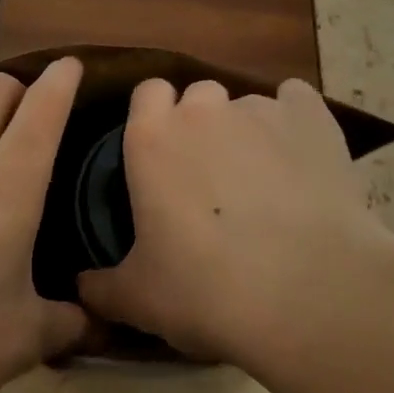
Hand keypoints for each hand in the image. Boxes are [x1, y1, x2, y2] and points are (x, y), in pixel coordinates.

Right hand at [78, 76, 393, 369]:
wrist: (307, 295)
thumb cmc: (207, 291)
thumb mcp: (140, 300)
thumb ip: (103, 286)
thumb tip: (82, 286)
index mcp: (151, 138)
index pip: (146, 93)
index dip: (155, 116)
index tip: (164, 153)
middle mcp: (202, 110)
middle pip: (198, 95)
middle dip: (202, 123)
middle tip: (213, 174)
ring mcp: (259, 109)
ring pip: (247, 104)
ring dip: (249, 131)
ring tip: (267, 181)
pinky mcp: (311, 117)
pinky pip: (297, 100)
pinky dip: (296, 122)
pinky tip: (304, 157)